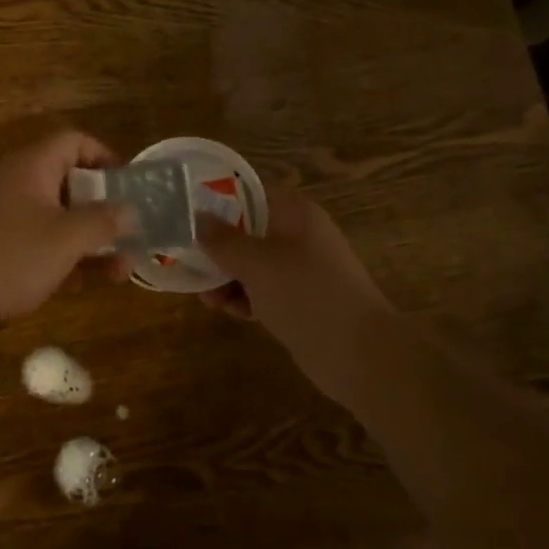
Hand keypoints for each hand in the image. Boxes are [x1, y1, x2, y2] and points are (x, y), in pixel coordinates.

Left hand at [0, 131, 133, 334]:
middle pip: (68, 182)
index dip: (105, 155)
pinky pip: (38, 243)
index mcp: (32, 166)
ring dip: (89, 239)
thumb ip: (104, 221)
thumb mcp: (67, 237)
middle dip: (102, 208)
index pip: (73, 141)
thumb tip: (131, 211)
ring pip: (56, 218)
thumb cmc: (12, 256)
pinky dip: (63, 257)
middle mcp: (16, 183)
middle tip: (130, 230)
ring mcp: (3, 217)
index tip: (129, 183)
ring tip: (122, 267)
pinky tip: (87, 283)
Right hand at [197, 186, 396, 402]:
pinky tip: (229, 312)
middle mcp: (300, 234)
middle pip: (247, 229)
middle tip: (189, 263)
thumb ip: (223, 240)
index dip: (216, 199)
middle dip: (218, 247)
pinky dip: (246, 297)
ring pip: (253, 263)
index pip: (249, 192)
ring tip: (207, 299)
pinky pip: (265, 289)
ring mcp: (303, 269)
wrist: (361, 356)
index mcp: (295, 213)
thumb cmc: (306, 295)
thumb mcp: (256, 264)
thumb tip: (198, 218)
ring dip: (227, 277)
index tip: (187, 214)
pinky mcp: (302, 300)